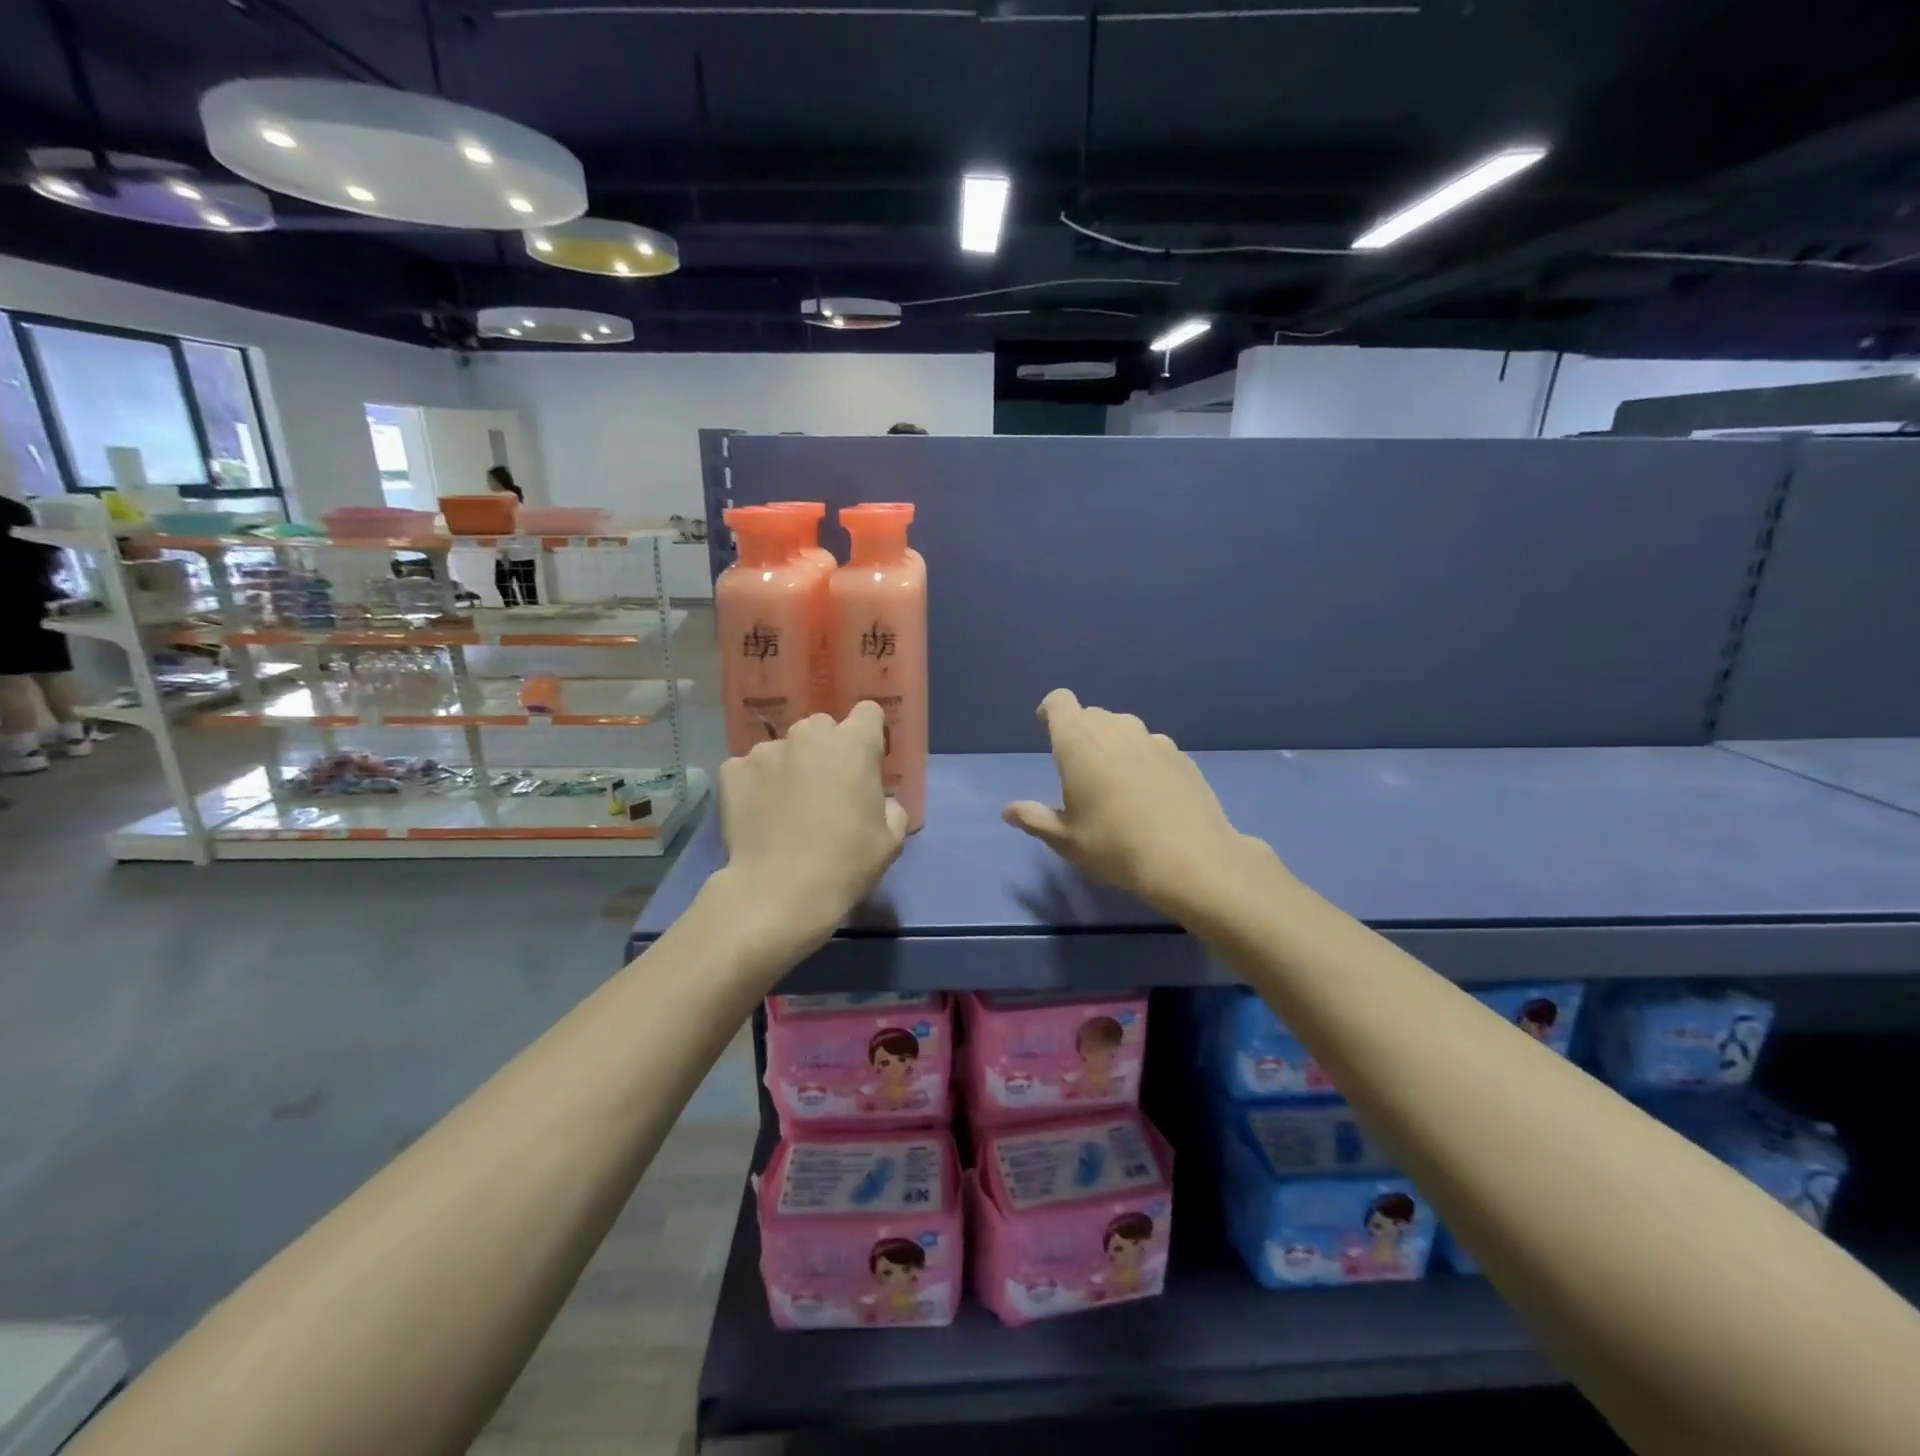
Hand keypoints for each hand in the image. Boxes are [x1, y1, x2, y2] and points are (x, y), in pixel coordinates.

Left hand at [716, 701, 909, 950]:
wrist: (780, 893)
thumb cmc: (846, 863)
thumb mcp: (890, 839)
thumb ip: (891, 807)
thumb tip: (880, 801)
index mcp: (853, 744)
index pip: (868, 713)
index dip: (869, 736)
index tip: (865, 764)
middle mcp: (808, 735)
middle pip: (822, 728)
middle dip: (826, 751)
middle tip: (825, 790)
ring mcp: (766, 750)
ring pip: (784, 749)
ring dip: (789, 767)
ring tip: (785, 807)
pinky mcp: (732, 770)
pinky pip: (750, 769)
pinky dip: (756, 785)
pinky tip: (759, 815)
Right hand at [1002, 689, 1275, 918]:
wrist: (1191, 859)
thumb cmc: (1115, 846)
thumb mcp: (1066, 840)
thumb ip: (1035, 819)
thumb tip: (1009, 811)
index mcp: (1080, 742)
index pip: (1060, 702)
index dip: (1051, 711)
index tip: (1047, 731)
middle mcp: (1117, 729)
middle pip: (1092, 715)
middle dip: (1080, 733)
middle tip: (1078, 771)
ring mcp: (1153, 740)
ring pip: (1124, 730)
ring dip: (1113, 746)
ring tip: (1115, 784)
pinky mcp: (1181, 756)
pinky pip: (1151, 748)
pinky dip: (1142, 761)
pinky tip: (1148, 796)